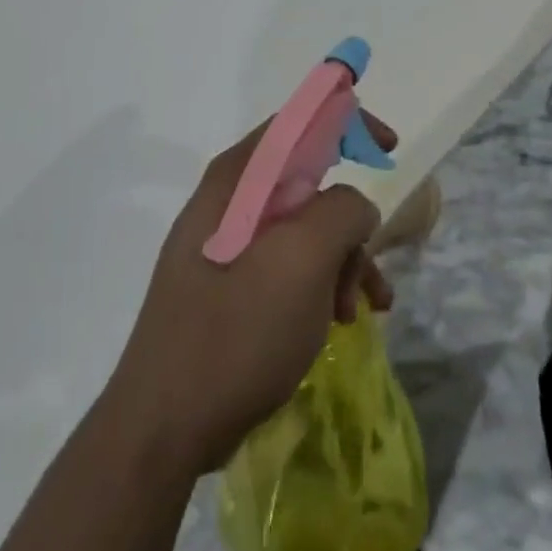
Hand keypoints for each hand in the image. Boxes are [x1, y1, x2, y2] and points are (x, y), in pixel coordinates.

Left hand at [100, 117, 397, 476]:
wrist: (164, 429)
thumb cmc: (235, 333)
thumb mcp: (302, 261)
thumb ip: (341, 210)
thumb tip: (354, 207)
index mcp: (236, 179)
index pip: (298, 122)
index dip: (347, 123)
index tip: (387, 149)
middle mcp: (228, 202)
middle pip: (307, 182)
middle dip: (349, 219)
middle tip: (370, 263)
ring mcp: (226, 245)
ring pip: (304, 229)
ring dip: (342, 260)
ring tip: (360, 309)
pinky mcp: (230, 286)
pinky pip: (288, 265)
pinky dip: (321, 284)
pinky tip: (339, 322)